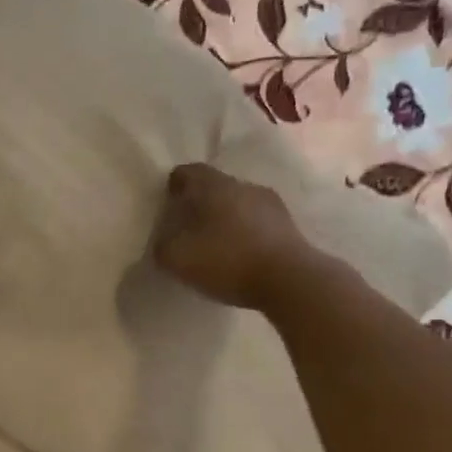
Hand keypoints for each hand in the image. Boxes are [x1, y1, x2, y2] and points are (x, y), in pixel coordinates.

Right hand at [152, 163, 315, 310]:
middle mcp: (243, 186)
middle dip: (199, 203)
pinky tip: (238, 255)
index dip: (174, 185)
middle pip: (215, 187)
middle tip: (186, 226)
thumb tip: (164, 240)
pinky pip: (256, 223)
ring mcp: (271, 204)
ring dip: (224, 218)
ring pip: (238, 204)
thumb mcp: (177, 258)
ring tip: (213, 243)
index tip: (166, 204)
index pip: (188, 172)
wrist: (289, 280)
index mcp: (214, 186)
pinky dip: (244, 233)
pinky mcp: (288, 226)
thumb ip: (162, 245)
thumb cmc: (227, 261)